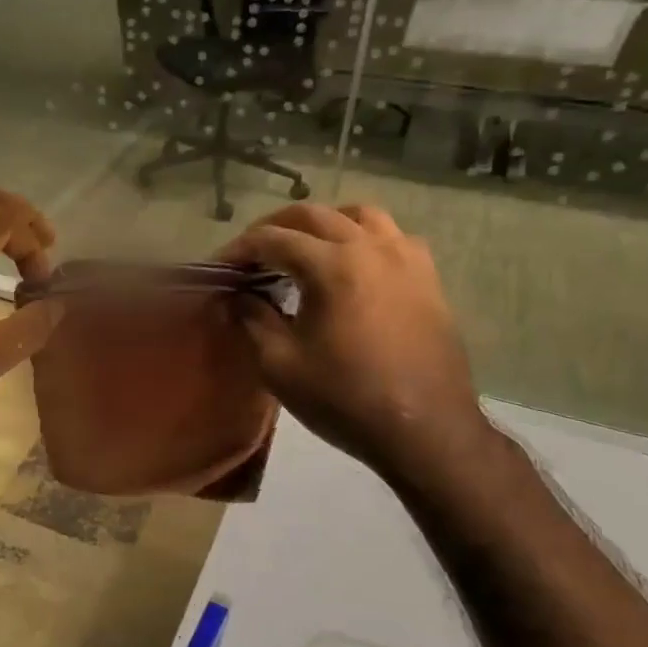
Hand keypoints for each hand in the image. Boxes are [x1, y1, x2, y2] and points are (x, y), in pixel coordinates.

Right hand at [217, 204, 496, 490]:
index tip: (219, 267)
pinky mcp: (428, 279)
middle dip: (276, 227)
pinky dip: (363, 238)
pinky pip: (393, 237)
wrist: (425, 431)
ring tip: (304, 247)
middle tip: (251, 253)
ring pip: (360, 215)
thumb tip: (239, 296)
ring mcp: (407, 259)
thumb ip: (254, 319)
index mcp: (333, 266)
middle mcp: (372, 248)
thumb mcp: (280, 364)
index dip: (239, 249)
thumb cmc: (346, 399)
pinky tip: (352, 265)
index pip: (273, 239)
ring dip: (324, 223)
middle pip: (315, 215)